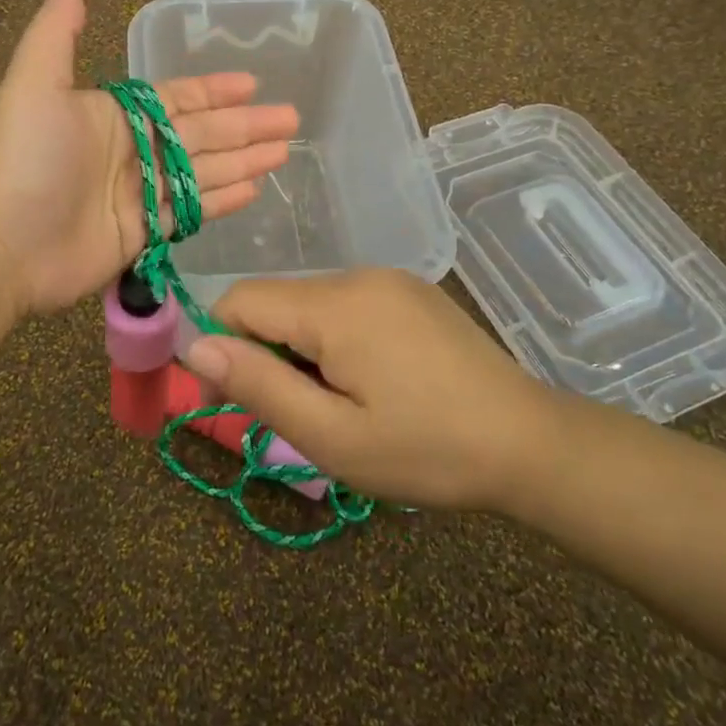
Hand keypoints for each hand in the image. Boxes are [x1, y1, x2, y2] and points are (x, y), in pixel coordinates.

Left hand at [0, 0, 299, 315]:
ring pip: (203, 172)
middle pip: (201, 135)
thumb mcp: (36, 83)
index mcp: (112, 115)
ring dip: (243, 161)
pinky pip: (191, 213)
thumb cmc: (22, 159)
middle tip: (291, 120)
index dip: (213, 91)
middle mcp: (130, 152)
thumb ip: (56, 31)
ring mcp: (138, 195)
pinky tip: (255, 190)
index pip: (176, 99)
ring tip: (285, 152)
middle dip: (245, 126)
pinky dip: (222, 201)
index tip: (253, 83)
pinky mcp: (142, 235)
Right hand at [180, 269, 561, 511]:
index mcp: (335, 304)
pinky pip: (345, 303)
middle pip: (275, 299)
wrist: (531, 444)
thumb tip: (195, 348)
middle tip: (299, 414)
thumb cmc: (426, 450)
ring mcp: (389, 279)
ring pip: (308, 302)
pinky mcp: (410, 291)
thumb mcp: (331, 436)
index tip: (237, 400)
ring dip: (301, 347)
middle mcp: (358, 275)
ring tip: (340, 402)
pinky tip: (371, 381)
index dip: (223, 346)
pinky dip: (334, 338)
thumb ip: (258, 385)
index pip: (240, 299)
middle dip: (266, 351)